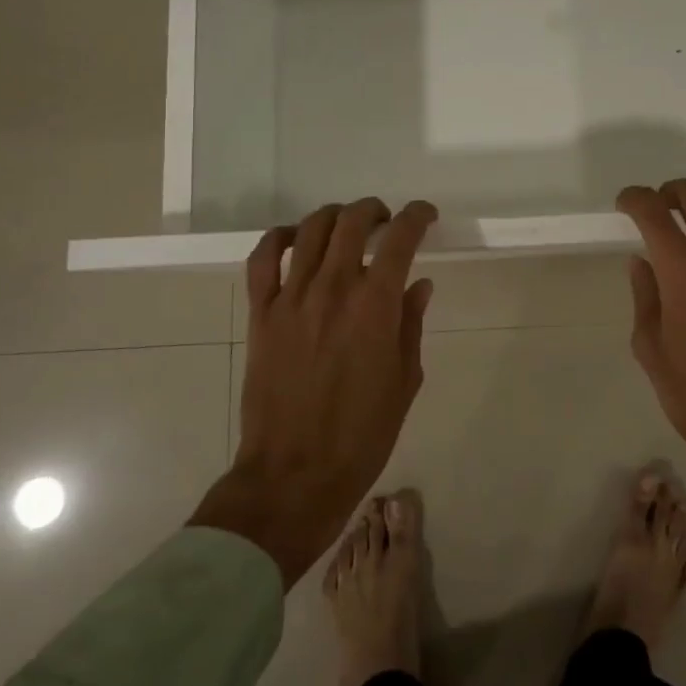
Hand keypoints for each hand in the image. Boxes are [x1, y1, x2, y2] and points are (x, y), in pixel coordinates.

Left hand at [190, 198, 437, 584]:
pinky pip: (262, 260)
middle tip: (384, 222)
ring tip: (344, 226)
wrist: (295, 474)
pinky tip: (294, 240)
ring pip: (309, 231)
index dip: (416, 216)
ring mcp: (291, 299)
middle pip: (351, 221)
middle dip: (374, 211)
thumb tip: (418, 285)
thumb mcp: (405, 380)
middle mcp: (333, 289)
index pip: (400, 239)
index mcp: (375, 306)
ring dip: (333, 217)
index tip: (425, 215)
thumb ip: (411, 324)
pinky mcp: (261, 315)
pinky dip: (278, 239)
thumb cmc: (362, 434)